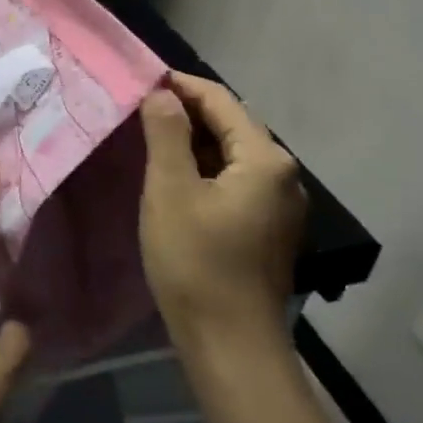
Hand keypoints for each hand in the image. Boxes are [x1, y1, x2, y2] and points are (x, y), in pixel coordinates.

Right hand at [138, 73, 308, 345]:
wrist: (230, 344)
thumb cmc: (196, 262)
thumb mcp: (170, 190)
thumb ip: (166, 133)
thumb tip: (162, 94)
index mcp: (265, 159)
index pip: (221, 101)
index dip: (181, 85)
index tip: (143, 79)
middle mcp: (282, 175)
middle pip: (231, 126)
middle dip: (187, 112)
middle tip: (140, 107)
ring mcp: (279, 205)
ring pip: (232, 155)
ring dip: (194, 141)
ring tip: (150, 135)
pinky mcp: (268, 228)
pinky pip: (235, 181)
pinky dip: (205, 169)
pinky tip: (175, 176)